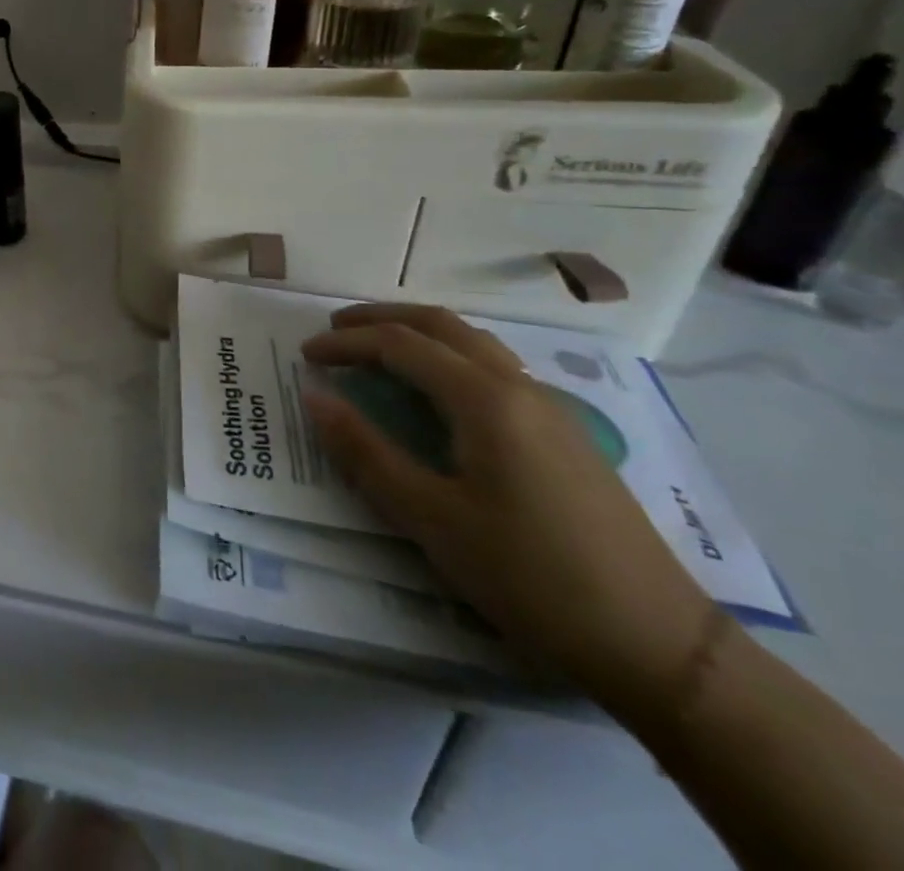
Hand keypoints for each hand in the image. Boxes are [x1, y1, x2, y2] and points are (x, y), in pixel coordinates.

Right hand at [301, 303, 712, 712]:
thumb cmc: (530, 576)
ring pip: (474, 342)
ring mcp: (550, 409)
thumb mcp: (430, 518)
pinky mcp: (566, 435)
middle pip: (441, 325)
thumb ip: (365, 451)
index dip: (346, 343)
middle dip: (382, 318)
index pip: (400, 345)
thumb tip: (313, 395)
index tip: (305, 354)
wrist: (659, 645)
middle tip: (335, 329)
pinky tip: (437, 391)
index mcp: (485, 400)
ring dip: (419, 332)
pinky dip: (449, 356)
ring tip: (377, 349)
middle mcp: (519, 387)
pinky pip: (495, 367)